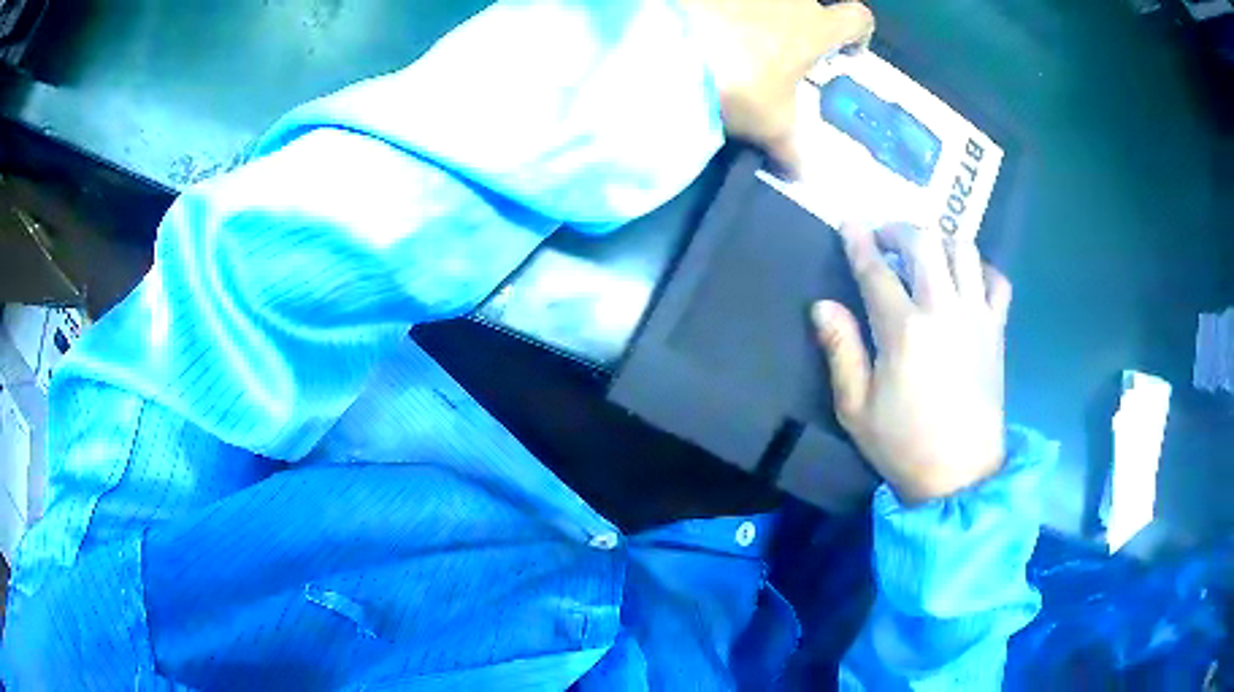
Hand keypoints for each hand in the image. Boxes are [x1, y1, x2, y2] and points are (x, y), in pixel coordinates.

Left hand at [679, 0, 874, 176]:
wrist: (666, 45)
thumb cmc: (739, 81)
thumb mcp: (769, 124)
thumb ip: (790, 150)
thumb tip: (800, 177)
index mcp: (814, 27)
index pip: (857, 19)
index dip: (858, 35)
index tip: (846, 54)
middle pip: (806, 8)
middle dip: (800, 31)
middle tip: (781, 61)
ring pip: (766, 5)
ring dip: (760, 23)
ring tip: (735, 51)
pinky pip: (726, 5)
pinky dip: (723, 17)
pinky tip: (703, 38)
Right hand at [812, 224, 1011, 503]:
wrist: (961, 475)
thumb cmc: (903, 445)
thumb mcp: (856, 408)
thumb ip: (840, 351)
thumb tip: (822, 305)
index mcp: (904, 332)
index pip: (876, 270)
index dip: (859, 240)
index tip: (849, 221)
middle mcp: (943, 311)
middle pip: (924, 241)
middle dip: (899, 229)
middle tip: (886, 239)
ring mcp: (976, 316)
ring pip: (963, 249)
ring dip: (940, 241)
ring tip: (927, 255)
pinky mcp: (997, 330)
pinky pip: (997, 280)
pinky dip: (982, 269)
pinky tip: (967, 279)